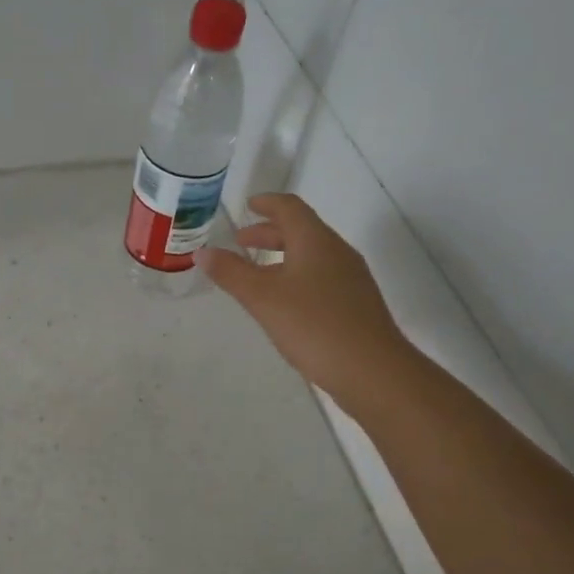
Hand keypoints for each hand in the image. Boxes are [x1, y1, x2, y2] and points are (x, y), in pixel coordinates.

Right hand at [200, 193, 410, 412]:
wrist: (372, 370)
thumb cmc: (314, 326)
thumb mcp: (263, 298)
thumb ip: (231, 273)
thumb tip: (202, 252)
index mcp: (316, 242)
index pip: (290, 208)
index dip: (267, 203)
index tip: (248, 205)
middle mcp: (337, 252)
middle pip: (302, 230)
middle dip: (269, 233)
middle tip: (241, 241)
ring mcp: (350, 279)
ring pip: (312, 255)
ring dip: (282, 256)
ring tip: (257, 273)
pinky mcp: (355, 304)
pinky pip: (321, 277)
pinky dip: (296, 276)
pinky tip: (284, 302)